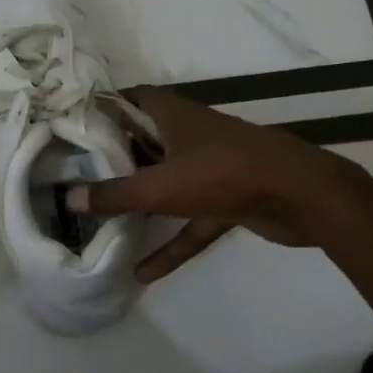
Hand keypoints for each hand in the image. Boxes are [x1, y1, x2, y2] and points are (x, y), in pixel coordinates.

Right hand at [73, 86, 360, 282]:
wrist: (303, 197)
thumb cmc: (224, 174)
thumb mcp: (160, 187)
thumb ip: (114, 195)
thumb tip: (68, 198)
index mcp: (174, 116)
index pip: (133, 99)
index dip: (106, 107)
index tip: (76, 125)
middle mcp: (190, 135)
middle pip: (146, 142)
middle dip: (116, 158)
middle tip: (80, 174)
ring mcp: (211, 168)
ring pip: (167, 183)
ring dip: (142, 202)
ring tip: (104, 219)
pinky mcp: (228, 200)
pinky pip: (191, 222)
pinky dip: (171, 244)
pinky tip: (144, 272)